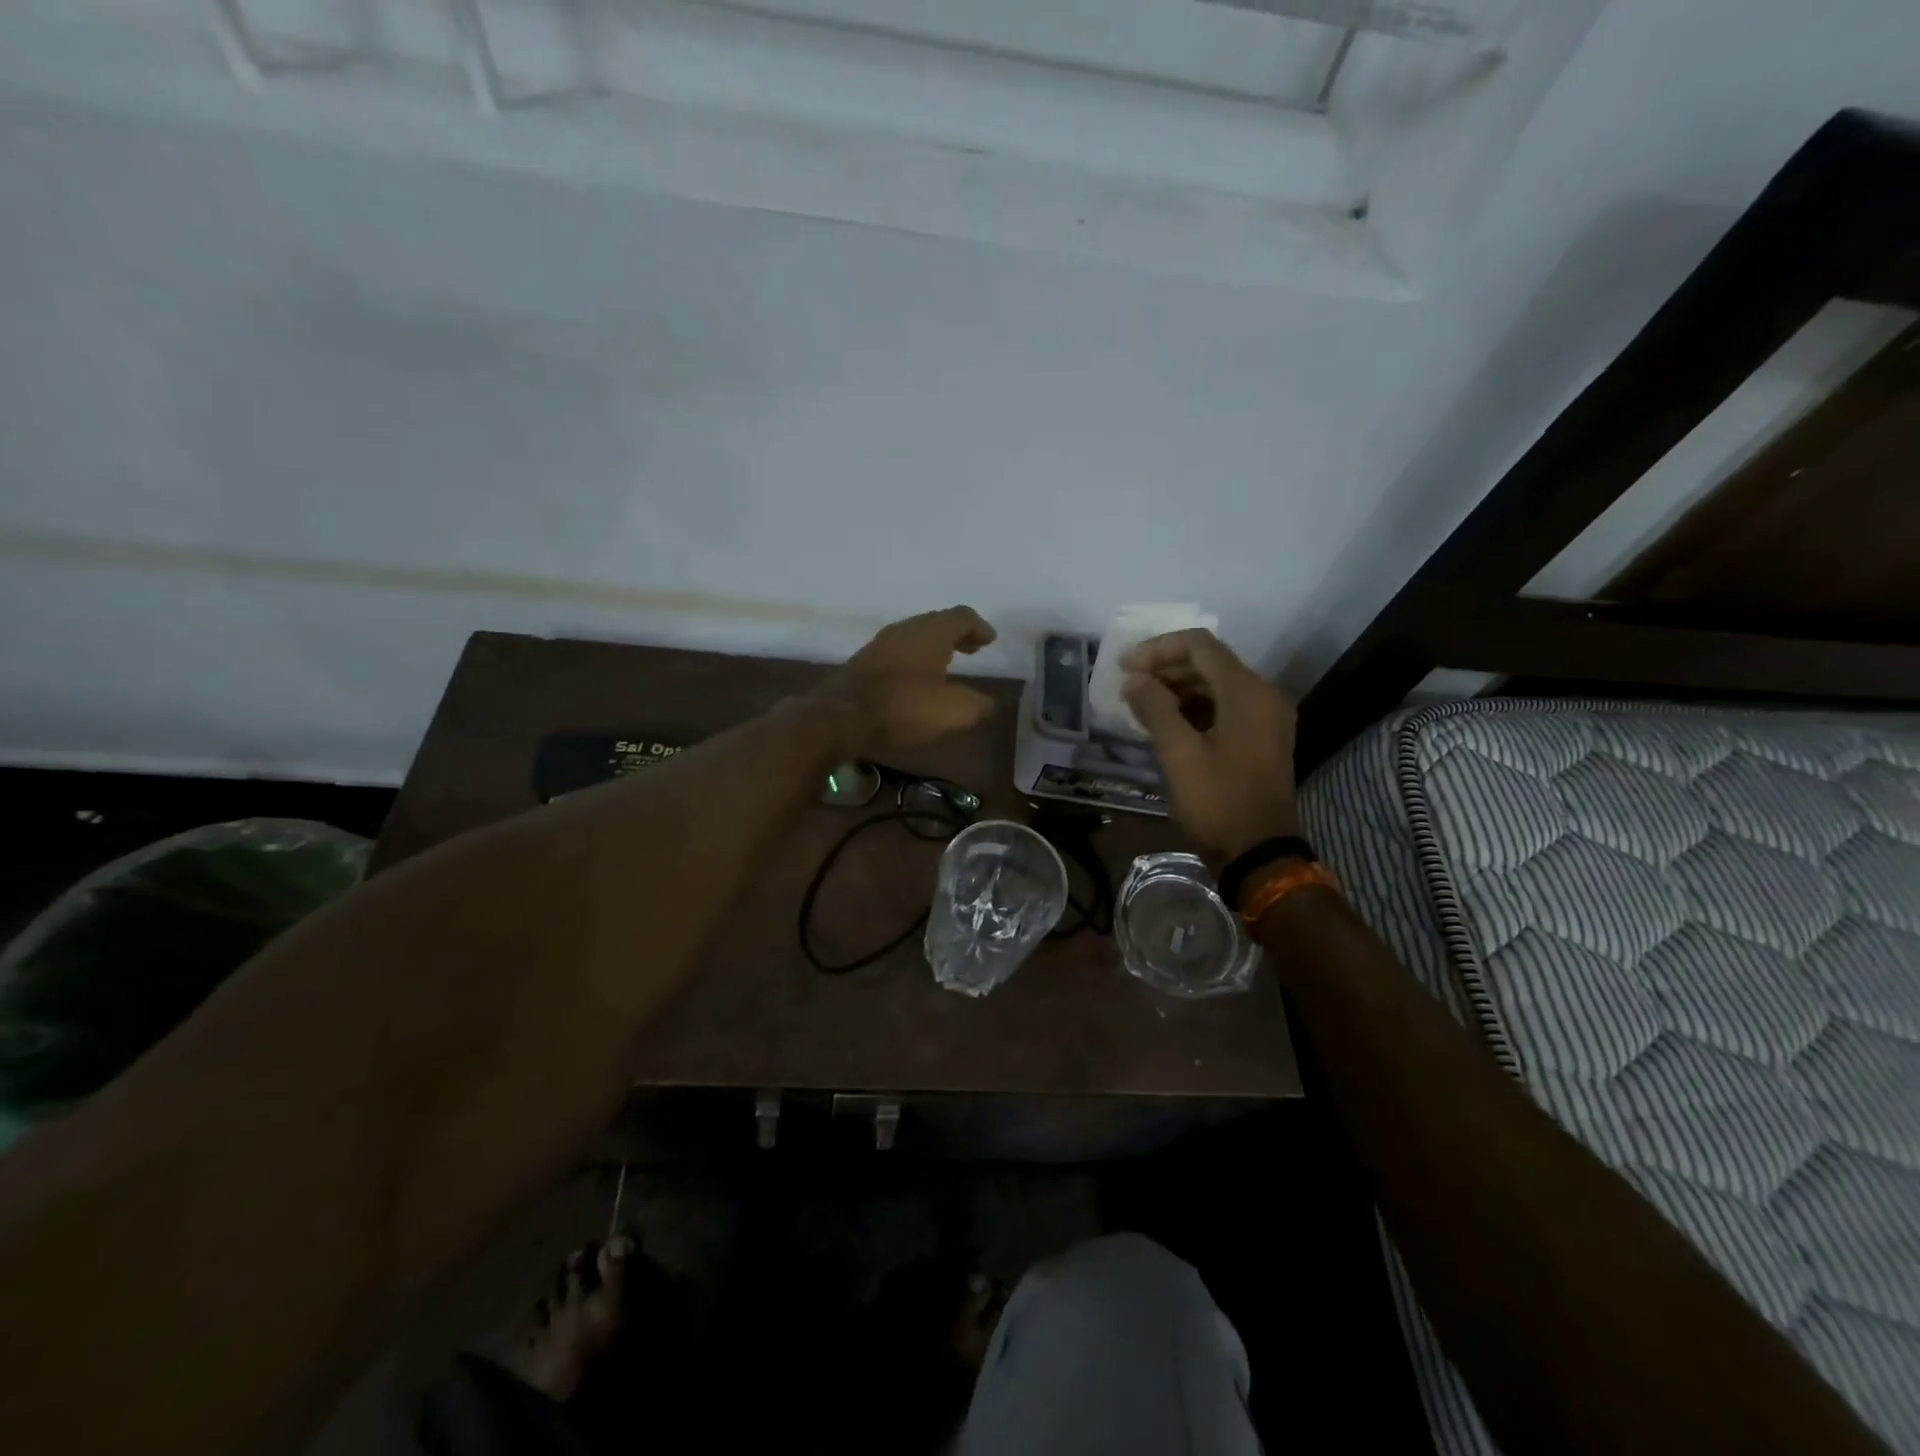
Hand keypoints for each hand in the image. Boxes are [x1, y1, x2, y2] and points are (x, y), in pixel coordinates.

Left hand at [816, 606, 998, 754]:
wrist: (840, 717)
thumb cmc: (903, 708)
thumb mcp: (953, 712)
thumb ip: (978, 705)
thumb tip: (988, 703)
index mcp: (931, 632)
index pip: (962, 617)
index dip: (979, 627)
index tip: (990, 641)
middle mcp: (905, 629)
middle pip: (937, 622)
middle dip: (958, 635)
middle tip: (973, 648)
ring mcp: (881, 644)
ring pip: (915, 636)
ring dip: (935, 646)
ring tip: (948, 664)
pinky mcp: (864, 662)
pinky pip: (899, 651)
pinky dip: (916, 658)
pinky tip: (917, 679)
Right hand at [1121, 630, 1298, 869]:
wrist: (1259, 853)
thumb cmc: (1218, 801)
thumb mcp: (1179, 754)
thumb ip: (1155, 708)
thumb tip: (1134, 680)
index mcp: (1248, 692)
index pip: (1200, 646)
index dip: (1158, 649)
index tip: (1125, 667)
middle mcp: (1264, 695)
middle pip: (1210, 662)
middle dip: (1166, 668)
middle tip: (1128, 685)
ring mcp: (1266, 718)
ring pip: (1217, 685)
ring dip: (1178, 688)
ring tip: (1141, 704)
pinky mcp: (1261, 738)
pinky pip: (1225, 707)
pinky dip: (1194, 707)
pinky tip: (1166, 722)